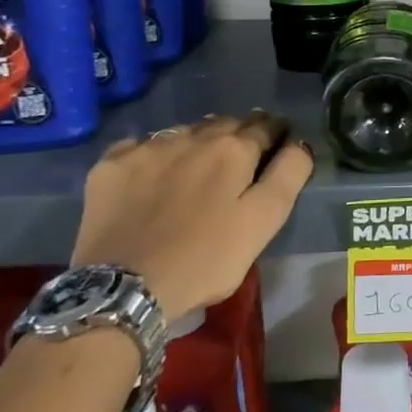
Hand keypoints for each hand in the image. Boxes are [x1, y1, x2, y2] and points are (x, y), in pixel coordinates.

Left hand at [72, 112, 313, 318]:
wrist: (123, 288)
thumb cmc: (206, 259)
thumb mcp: (264, 222)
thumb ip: (288, 176)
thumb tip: (300, 143)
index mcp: (234, 150)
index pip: (265, 126)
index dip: (277, 132)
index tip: (280, 142)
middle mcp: (192, 136)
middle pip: (225, 122)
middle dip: (240, 132)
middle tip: (244, 154)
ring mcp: (147, 148)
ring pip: (185, 131)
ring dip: (199, 139)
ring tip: (201, 162)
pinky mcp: (111, 165)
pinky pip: (142, 145)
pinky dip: (155, 152)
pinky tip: (155, 172)